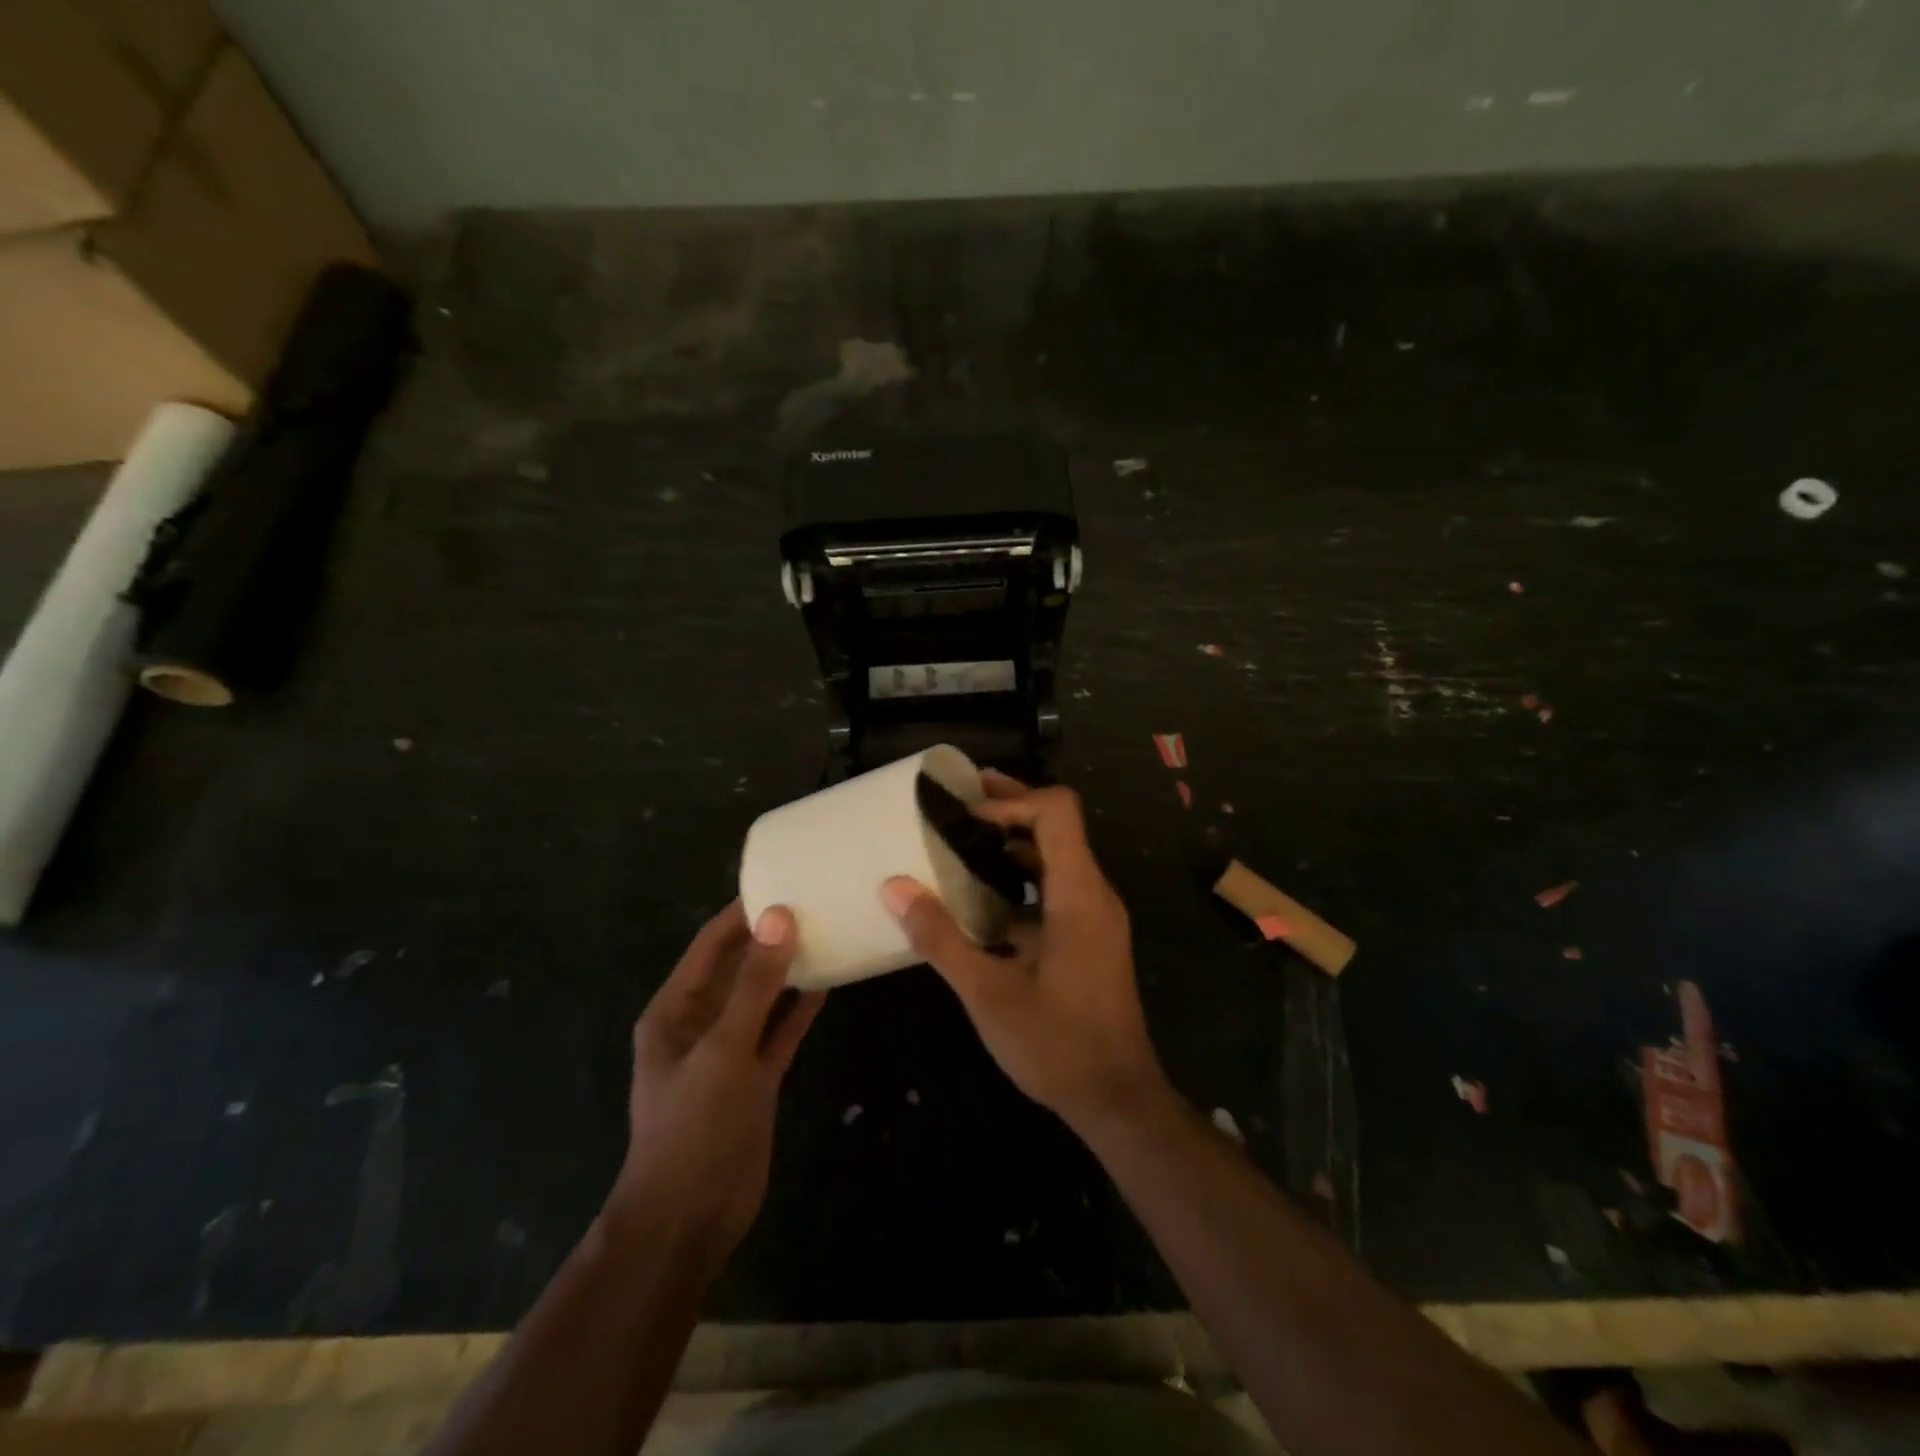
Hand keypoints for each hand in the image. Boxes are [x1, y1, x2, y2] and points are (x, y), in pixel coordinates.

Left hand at [608, 901, 824, 1260]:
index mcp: (676, 1010)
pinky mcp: (755, 1076)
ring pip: (763, 996)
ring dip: (789, 969)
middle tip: (815, 900)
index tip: (782, 880)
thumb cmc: (694, 1127)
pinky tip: (829, 982)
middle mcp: (701, 1022)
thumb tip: (779, 918)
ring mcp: (730, 1050)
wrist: (690, 1218)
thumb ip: (755, 985)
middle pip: (739, 966)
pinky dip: (800, 1008)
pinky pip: (779, 1029)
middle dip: (770, 936)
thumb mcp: (724, 1049)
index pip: (711, 945)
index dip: (742, 912)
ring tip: (828, 930)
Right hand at [881, 772, 1169, 1135]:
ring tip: (962, 843)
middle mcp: (1094, 894)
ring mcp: (1096, 917)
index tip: (966, 815)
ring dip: (1013, 845)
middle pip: (1058, 827)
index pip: (1058, 811)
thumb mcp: (987, 993)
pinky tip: (981, 900)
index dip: (1012, 802)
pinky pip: (1056, 889)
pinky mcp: (1091, 938)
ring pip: (1057, 858)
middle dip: (1009, 809)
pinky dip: (1021, 880)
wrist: (1117, 1099)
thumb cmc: (1056, 1045)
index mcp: (1078, 894)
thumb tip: (894, 888)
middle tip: (958, 803)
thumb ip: (940, 938)